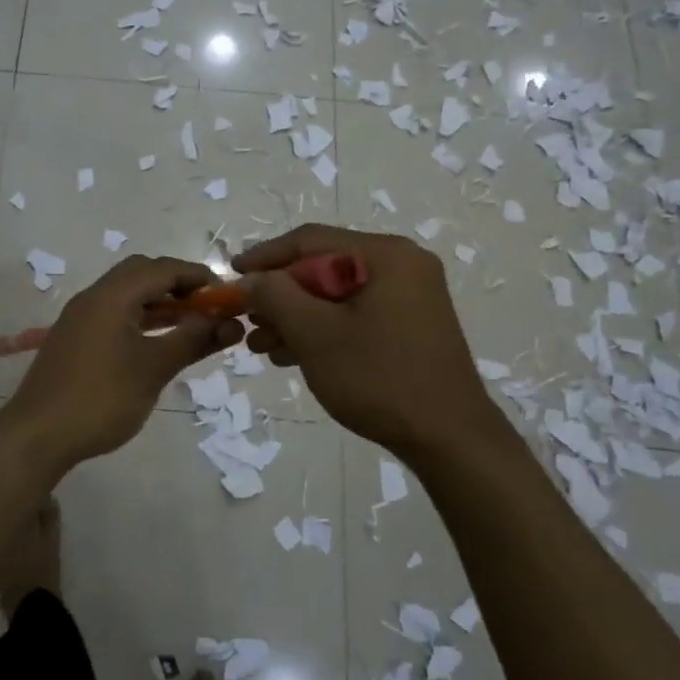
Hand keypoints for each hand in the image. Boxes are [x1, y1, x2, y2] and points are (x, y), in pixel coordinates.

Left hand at [0, 256, 241, 470]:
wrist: (37, 436)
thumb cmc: (101, 398)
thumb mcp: (154, 368)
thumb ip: (194, 340)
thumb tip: (231, 323)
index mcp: (112, 295)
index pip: (163, 268)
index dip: (198, 276)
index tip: (227, 295)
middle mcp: (94, 297)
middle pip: (142, 273)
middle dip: (178, 285)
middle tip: (207, 308)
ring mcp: (80, 318)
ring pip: (127, 295)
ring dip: (160, 303)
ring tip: (191, 326)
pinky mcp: (74, 339)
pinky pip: (114, 314)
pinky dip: (141, 319)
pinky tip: (156, 343)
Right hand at [233, 224, 500, 459]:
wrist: (449, 439)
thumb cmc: (379, 377)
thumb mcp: (315, 333)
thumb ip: (275, 295)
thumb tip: (250, 279)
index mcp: (385, 255)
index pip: (310, 240)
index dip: (265, 257)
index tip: (230, 277)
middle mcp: (402, 266)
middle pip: (323, 267)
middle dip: (279, 295)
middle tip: (246, 320)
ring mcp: (410, 297)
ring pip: (336, 295)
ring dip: (295, 317)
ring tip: (260, 345)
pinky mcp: (410, 326)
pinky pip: (355, 314)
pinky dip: (322, 330)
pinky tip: (291, 354)